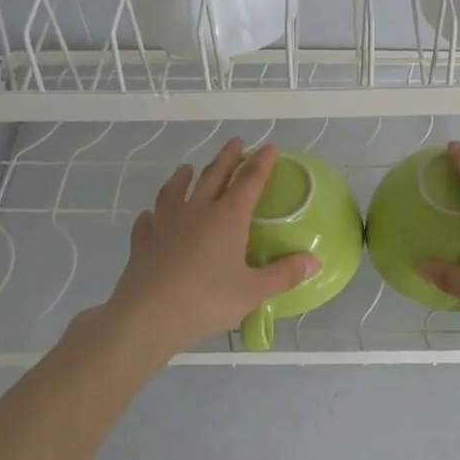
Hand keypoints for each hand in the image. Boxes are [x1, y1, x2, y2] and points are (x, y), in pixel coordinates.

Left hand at [90, 139, 318, 358]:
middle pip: (214, 176)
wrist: (147, 317)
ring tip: (187, 167)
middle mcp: (197, 211)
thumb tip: (315, 261)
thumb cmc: (207, 301)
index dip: (262, 163)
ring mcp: (166, 224)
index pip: (249, 181)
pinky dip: (152, 214)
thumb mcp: (254, 291)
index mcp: (228, 217)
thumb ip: (285, 274)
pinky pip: (148, 221)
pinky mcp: (144, 242)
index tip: (270, 148)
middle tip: (236, 142)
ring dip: (184, 176)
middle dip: (227, 157)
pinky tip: (150, 215)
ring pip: (176, 191)